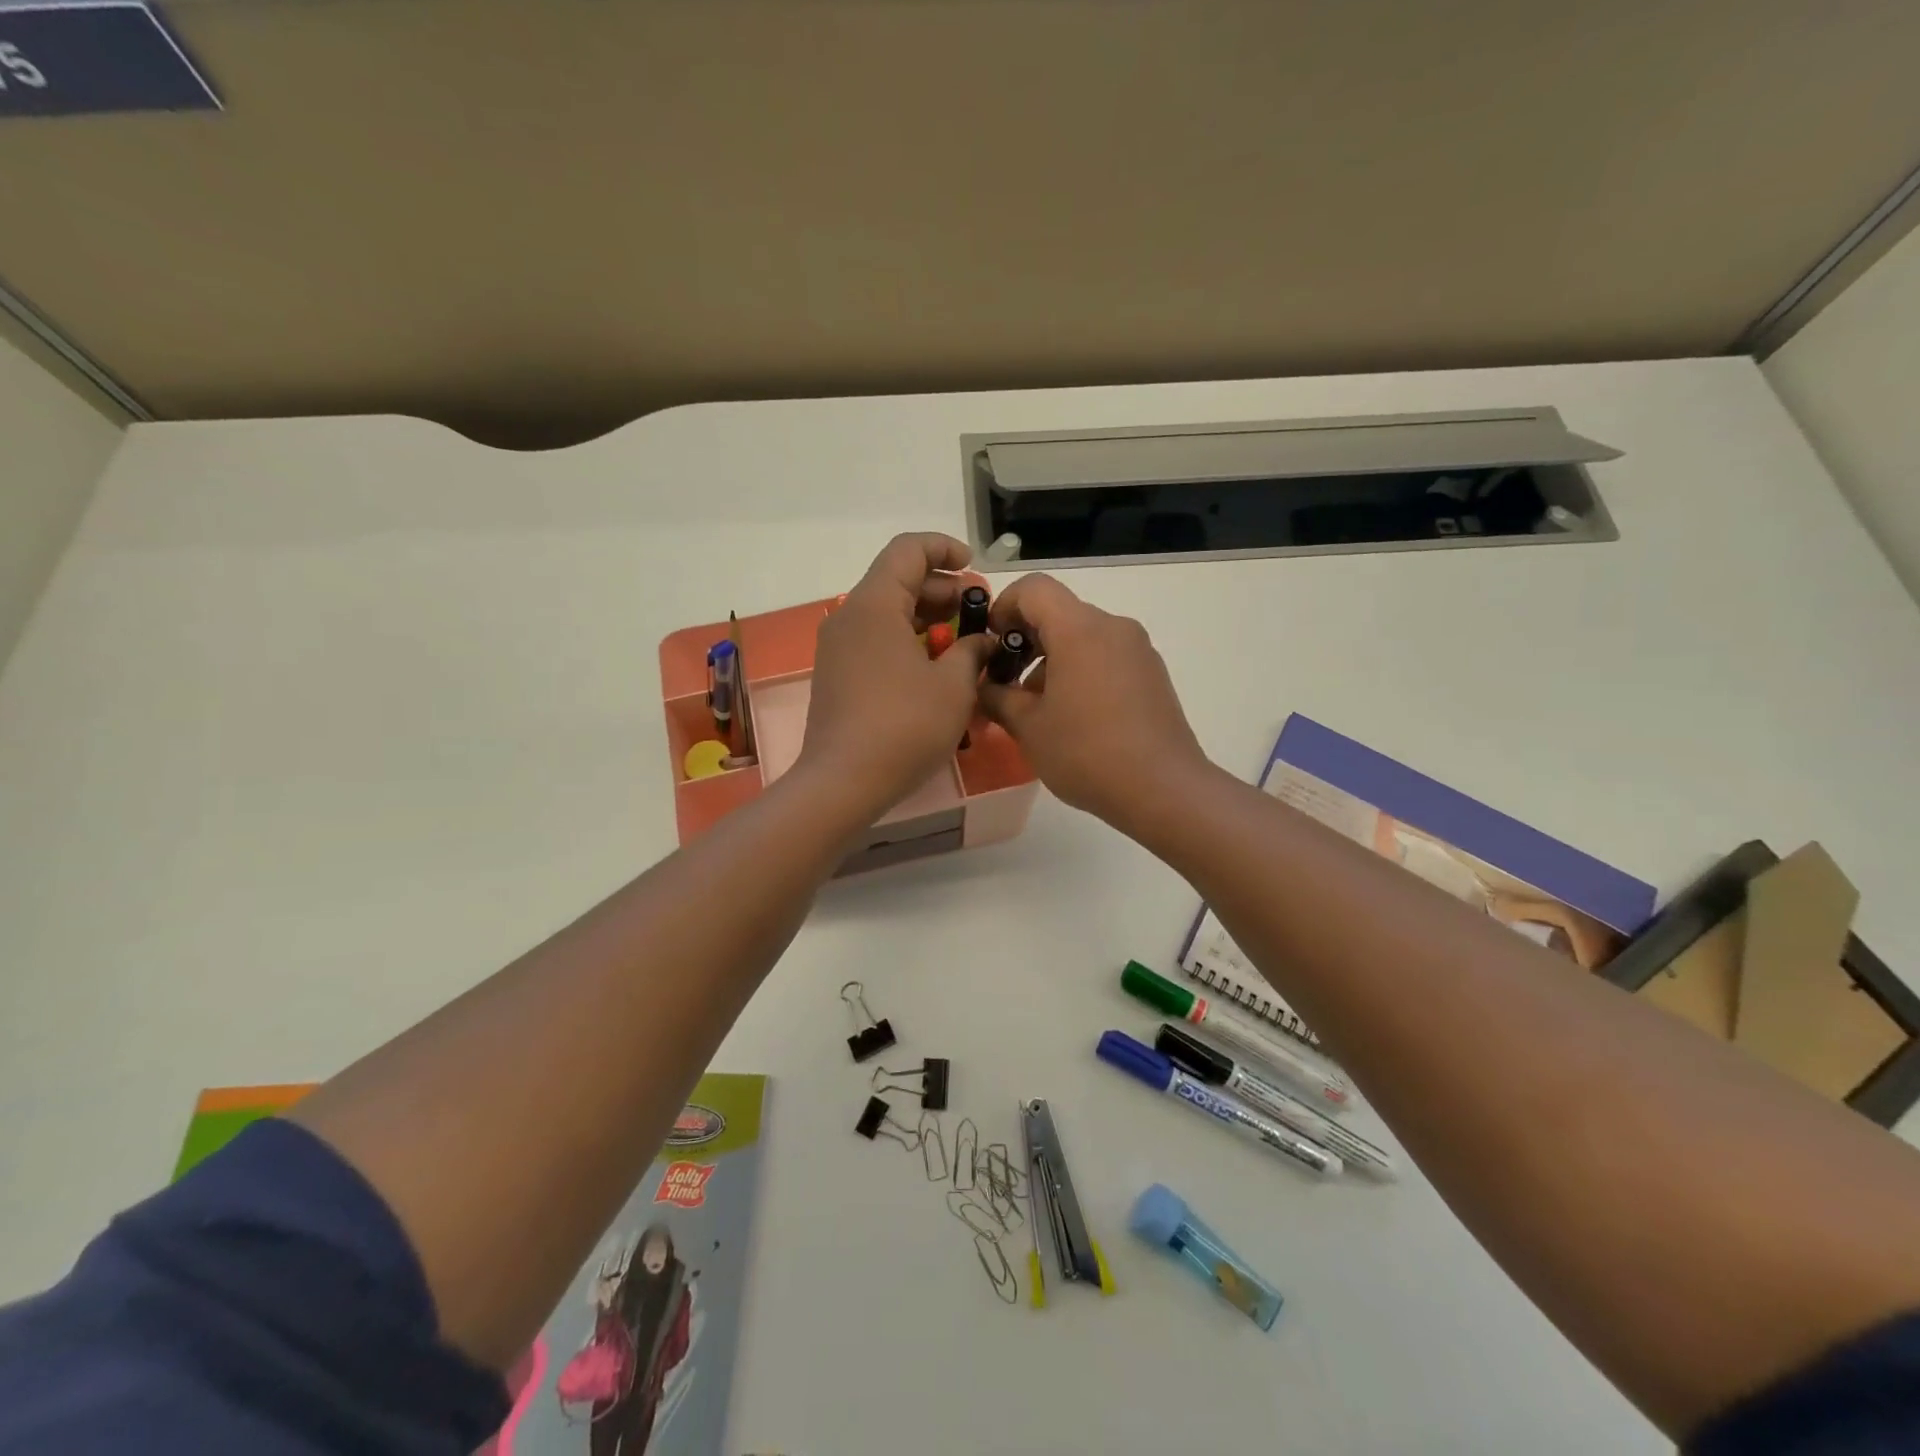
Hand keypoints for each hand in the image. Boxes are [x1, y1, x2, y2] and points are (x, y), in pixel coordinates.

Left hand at [796, 533, 994, 819]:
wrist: (842, 783)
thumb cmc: (904, 727)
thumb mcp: (954, 686)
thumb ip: (972, 652)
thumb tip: (981, 642)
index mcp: (874, 605)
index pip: (908, 550)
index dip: (945, 549)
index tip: (975, 570)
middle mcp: (849, 617)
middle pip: (898, 581)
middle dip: (943, 590)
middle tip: (979, 615)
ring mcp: (838, 648)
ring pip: (887, 614)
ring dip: (928, 619)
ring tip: (964, 644)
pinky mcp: (836, 675)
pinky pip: (875, 641)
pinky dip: (907, 642)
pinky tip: (935, 669)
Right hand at [979, 574, 1210, 832]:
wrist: (1162, 789)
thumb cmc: (1086, 753)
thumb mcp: (1028, 727)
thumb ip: (997, 697)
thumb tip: (983, 686)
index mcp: (1079, 630)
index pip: (1033, 588)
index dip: (1003, 607)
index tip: (991, 644)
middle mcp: (1113, 627)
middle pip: (1059, 613)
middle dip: (1025, 641)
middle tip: (1006, 683)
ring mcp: (1138, 650)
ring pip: (1083, 637)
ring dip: (1052, 660)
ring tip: (1039, 709)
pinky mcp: (1152, 674)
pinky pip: (1106, 656)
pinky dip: (1081, 671)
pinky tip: (1074, 717)